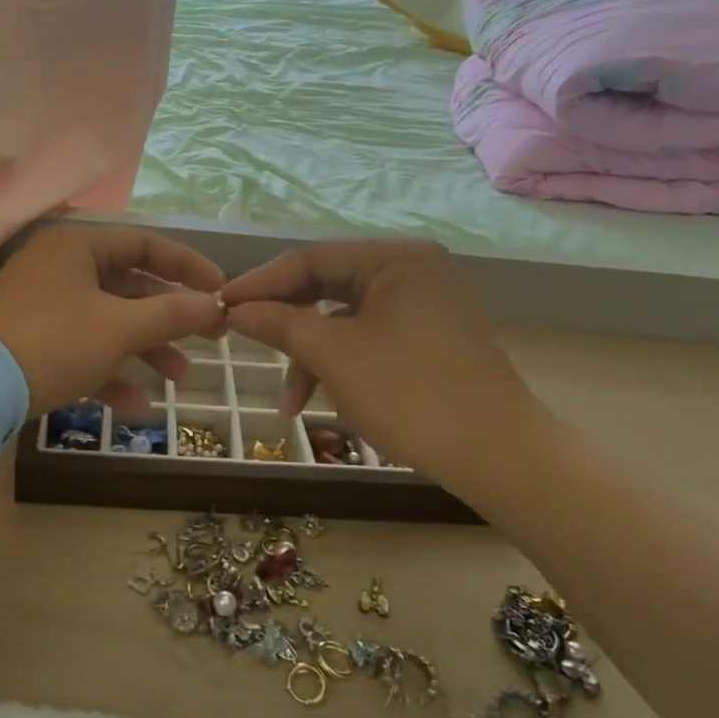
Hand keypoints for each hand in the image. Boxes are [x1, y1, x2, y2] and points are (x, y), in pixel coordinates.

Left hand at [0, 225, 226, 415]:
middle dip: (168, 320)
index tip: (220, 292)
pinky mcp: (30, 342)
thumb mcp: (120, 328)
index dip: (187, 267)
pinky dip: (109, 373)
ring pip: (107, 323)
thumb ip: (172, 314)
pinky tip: (136, 408)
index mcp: (78, 247)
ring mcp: (41, 307)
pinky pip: (80, 350)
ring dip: (144, 350)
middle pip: (128, 288)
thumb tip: (217, 306)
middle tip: (204, 341)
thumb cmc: (54, 342)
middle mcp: (59, 269)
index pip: (145, 245)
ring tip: (178, 379)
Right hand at [221, 240, 555, 498]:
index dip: (260, 283)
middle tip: (244, 345)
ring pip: (346, 322)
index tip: (219, 306)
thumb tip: (234, 309)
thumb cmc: (411, 394)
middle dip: (286, 326)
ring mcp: (425, 307)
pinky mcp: (431, 341)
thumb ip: (279, 324)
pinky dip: (342, 368)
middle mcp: (413, 272)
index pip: (311, 259)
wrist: (499, 458)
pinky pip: (370, 342)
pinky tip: (325, 404)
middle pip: (327, 289)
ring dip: (312, 359)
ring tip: (291, 405)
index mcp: (395, 259)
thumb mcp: (334, 356)